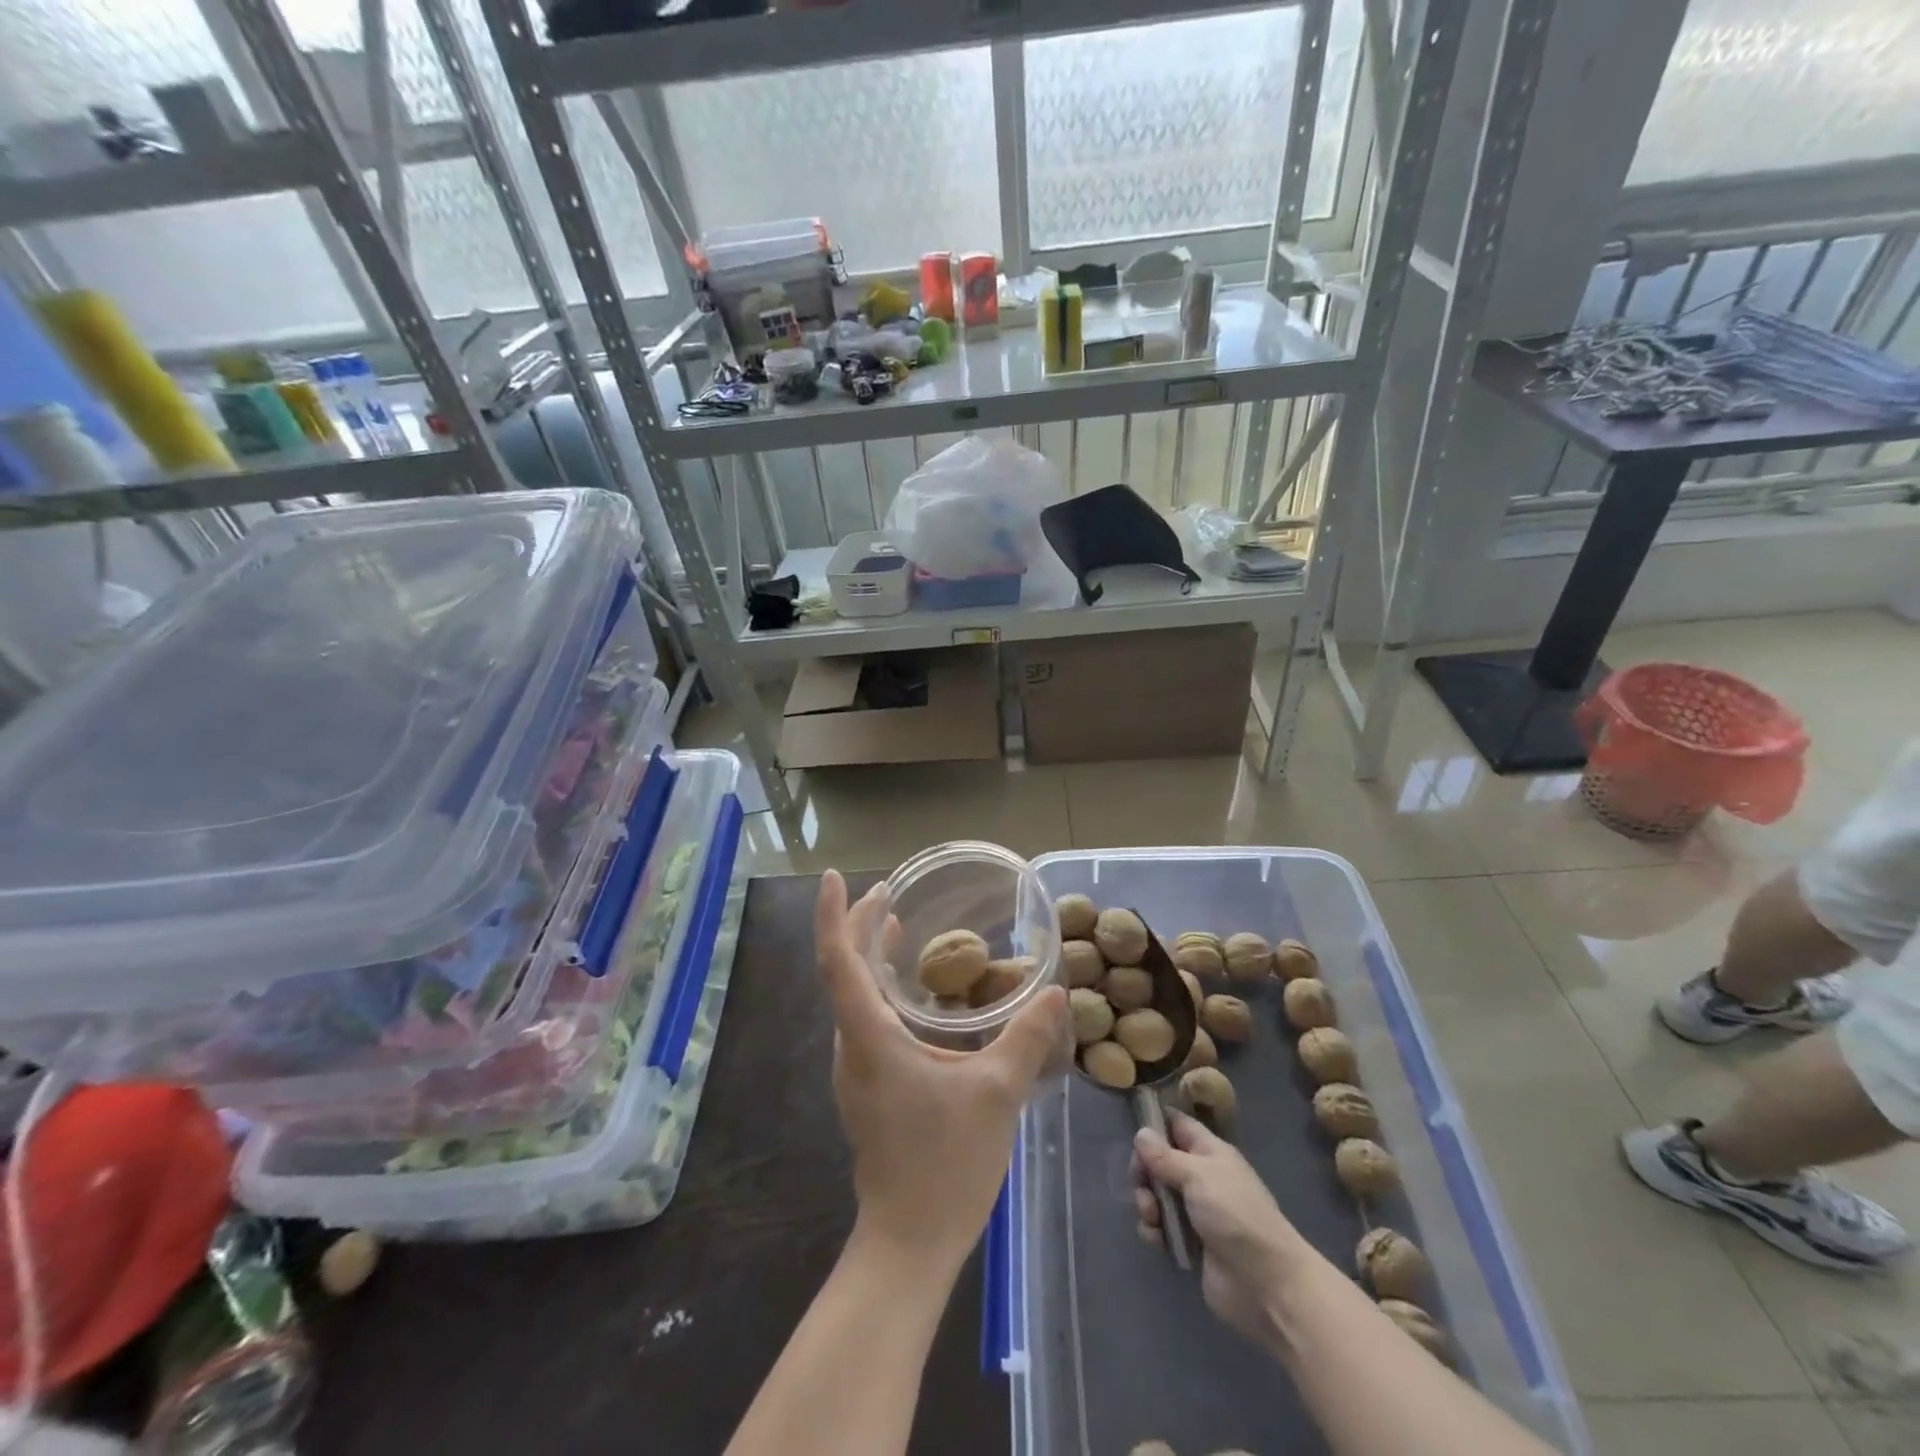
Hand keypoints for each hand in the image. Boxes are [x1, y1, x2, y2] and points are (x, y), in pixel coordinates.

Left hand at [816, 870, 1069, 1274]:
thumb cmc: (945, 1162)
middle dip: (859, 926)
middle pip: (843, 971)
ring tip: (895, 926)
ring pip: (853, 996)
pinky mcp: (868, 1085)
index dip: (835, 915)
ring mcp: (856, 1068)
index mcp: (869, 1037)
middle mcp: (852, 1045)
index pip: (839, 961)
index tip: (836, 877)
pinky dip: (881, 988)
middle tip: (887, 892)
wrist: (909, 1241)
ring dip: (869, 956)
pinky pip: (865, 1018)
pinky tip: (915, 992)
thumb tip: (1055, 991)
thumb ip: (1026, 1038)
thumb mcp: (995, 1093)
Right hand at [1132, 1110, 1308, 1345]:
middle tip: (1141, 1183)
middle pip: (1160, 1161)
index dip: (1155, 1124)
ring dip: (1146, 1203)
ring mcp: (1195, 1212)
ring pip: (1157, 1195)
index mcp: (1209, 1153)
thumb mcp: (1198, 1176)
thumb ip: (1165, 1156)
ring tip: (1151, 1217)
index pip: (1177, 1125)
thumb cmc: (1235, 1216)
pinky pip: (1161, 1227)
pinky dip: (1154, 1230)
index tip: (1134, 1133)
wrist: (1267, 1284)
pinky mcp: (1190, 1244)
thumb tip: (1140, 1133)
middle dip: (1144, 1171)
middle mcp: (1201, 1177)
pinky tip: (1157, 1239)